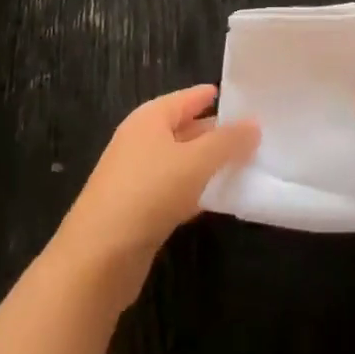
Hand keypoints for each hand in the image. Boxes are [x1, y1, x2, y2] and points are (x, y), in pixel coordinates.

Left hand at [51, 85, 258, 309]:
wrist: (99, 257)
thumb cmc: (149, 192)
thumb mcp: (196, 161)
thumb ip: (227, 142)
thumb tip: (254, 123)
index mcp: (150, 118)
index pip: (188, 98)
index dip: (214, 96)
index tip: (247, 98)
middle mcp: (141, 140)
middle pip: (185, 129)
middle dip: (217, 132)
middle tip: (256, 134)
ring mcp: (137, 176)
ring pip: (182, 162)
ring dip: (209, 164)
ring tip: (247, 165)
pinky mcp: (139, 210)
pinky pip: (176, 190)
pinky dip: (197, 191)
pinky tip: (220, 199)